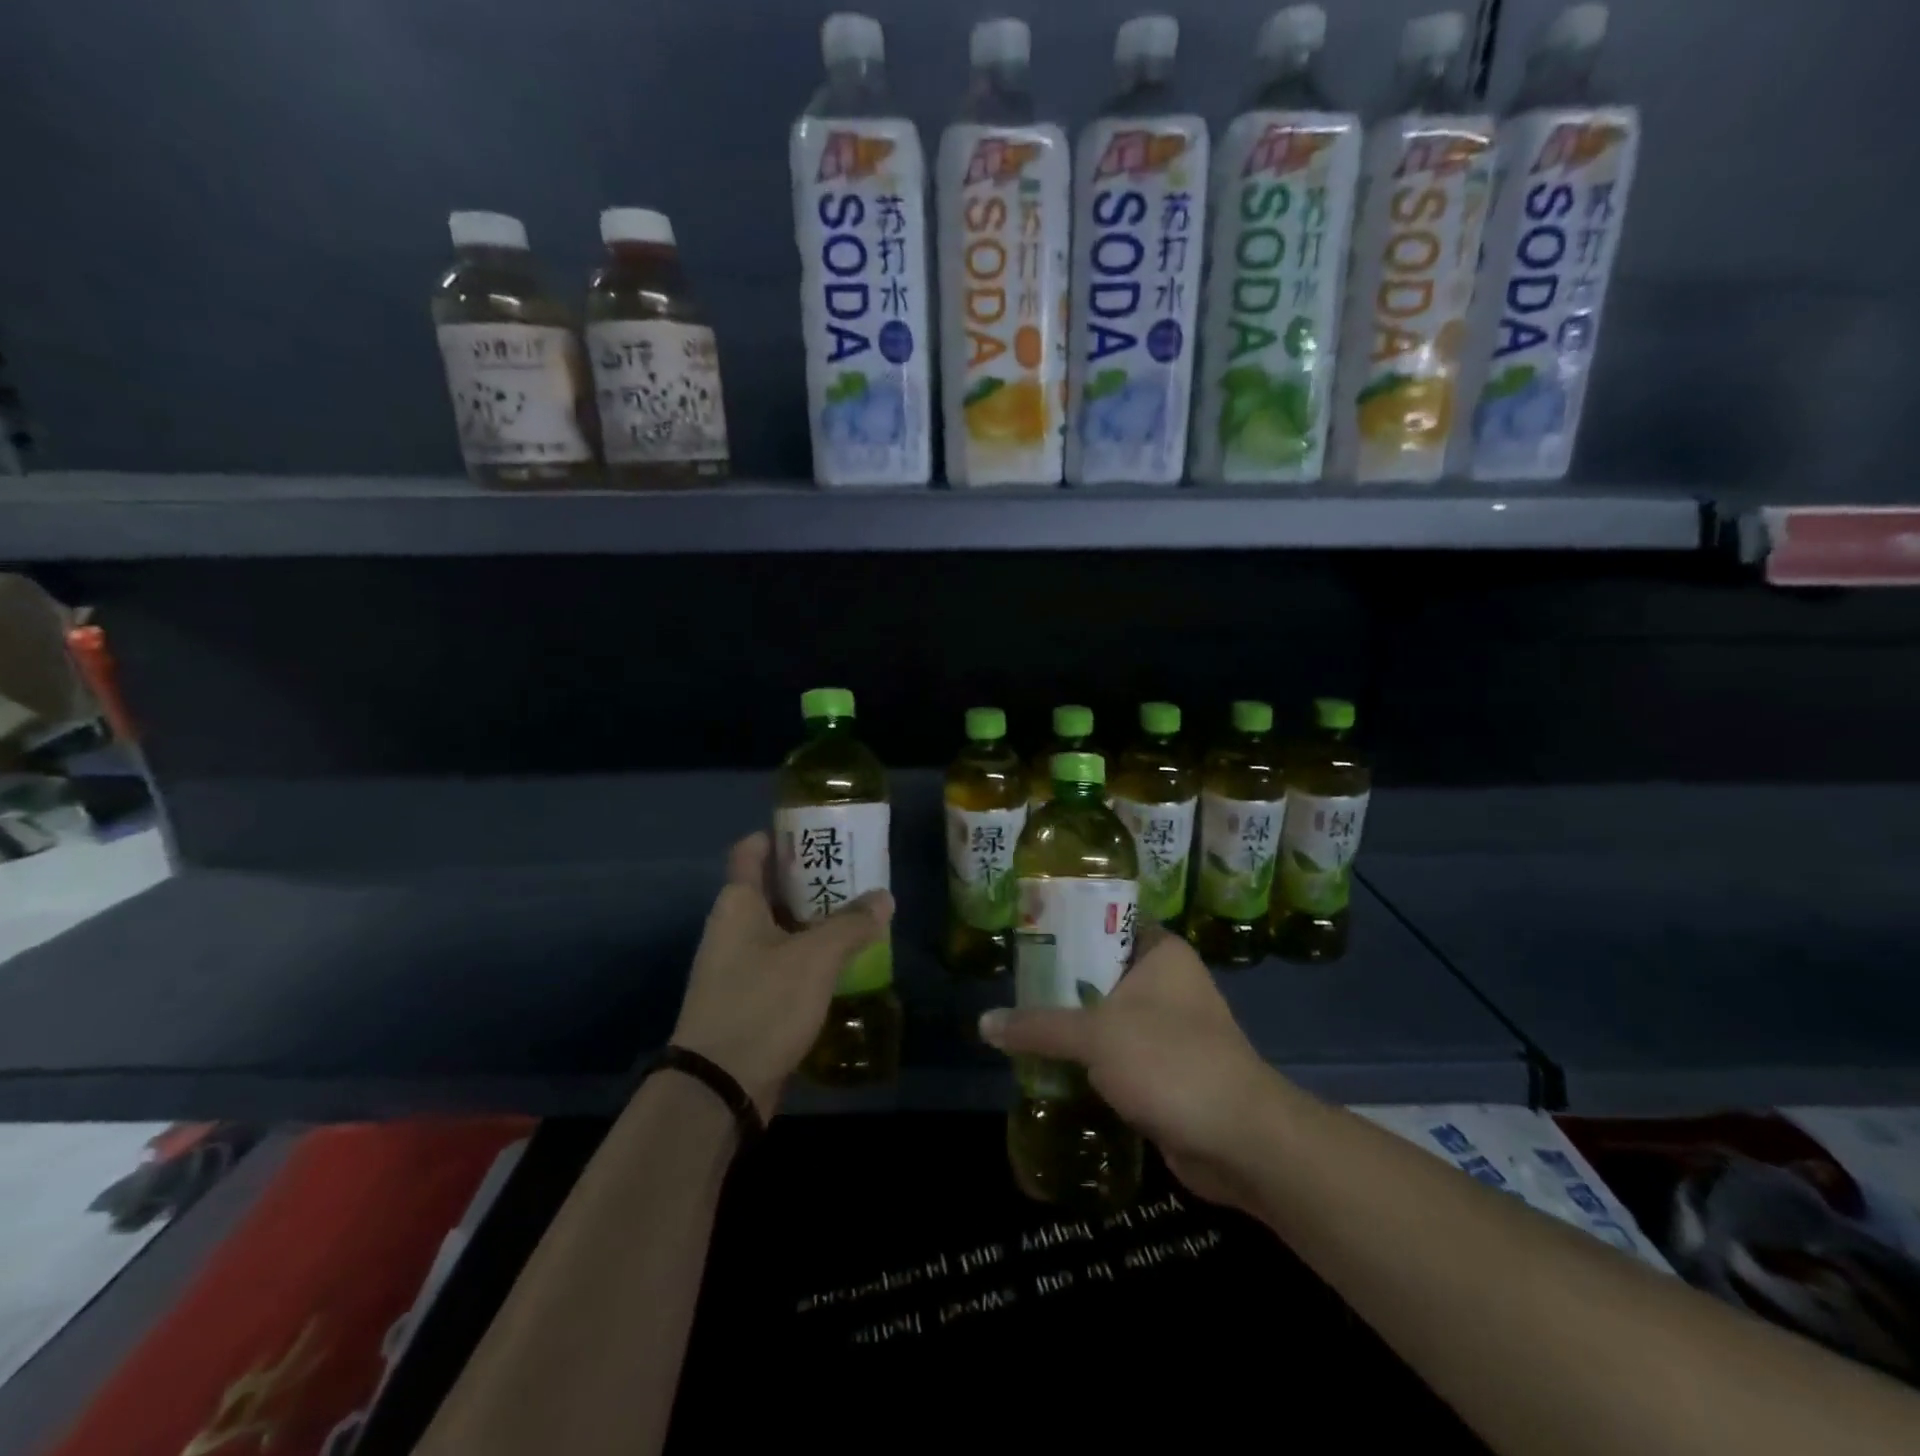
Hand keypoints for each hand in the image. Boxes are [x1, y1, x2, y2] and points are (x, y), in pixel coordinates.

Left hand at [671, 831, 892, 1119]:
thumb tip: (883, 897)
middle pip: (771, 888)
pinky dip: (807, 956)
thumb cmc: (762, 1004)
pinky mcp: (746, 1000)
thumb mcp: (815, 958)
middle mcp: (731, 928)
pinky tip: (840, 963)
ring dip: (814, 921)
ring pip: (779, 928)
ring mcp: (736, 966)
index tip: (817, 831)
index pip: (751, 851)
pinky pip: (780, 963)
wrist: (717, 1087)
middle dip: (811, 880)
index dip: (780, 836)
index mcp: (737, 904)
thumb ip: (852, 924)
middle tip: (855, 873)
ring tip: (858, 914)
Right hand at [979, 924, 1277, 1209]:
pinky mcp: (1168, 1069)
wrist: (1240, 1140)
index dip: (1067, 926)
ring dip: (1073, 1025)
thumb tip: (983, 1023)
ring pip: (1108, 1015)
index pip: (1107, 922)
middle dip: (1060, 982)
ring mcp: (1171, 1028)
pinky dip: (1090, 1059)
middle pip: (1101, 971)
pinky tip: (1051, 1065)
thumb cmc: (1170, 1061)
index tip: (1026, 935)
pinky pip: (1118, 1053)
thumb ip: (1038, 1026)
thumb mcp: (1095, 1035)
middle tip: (1013, 986)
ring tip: (1021, 1024)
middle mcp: (1169, 982)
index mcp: (1161, 952)